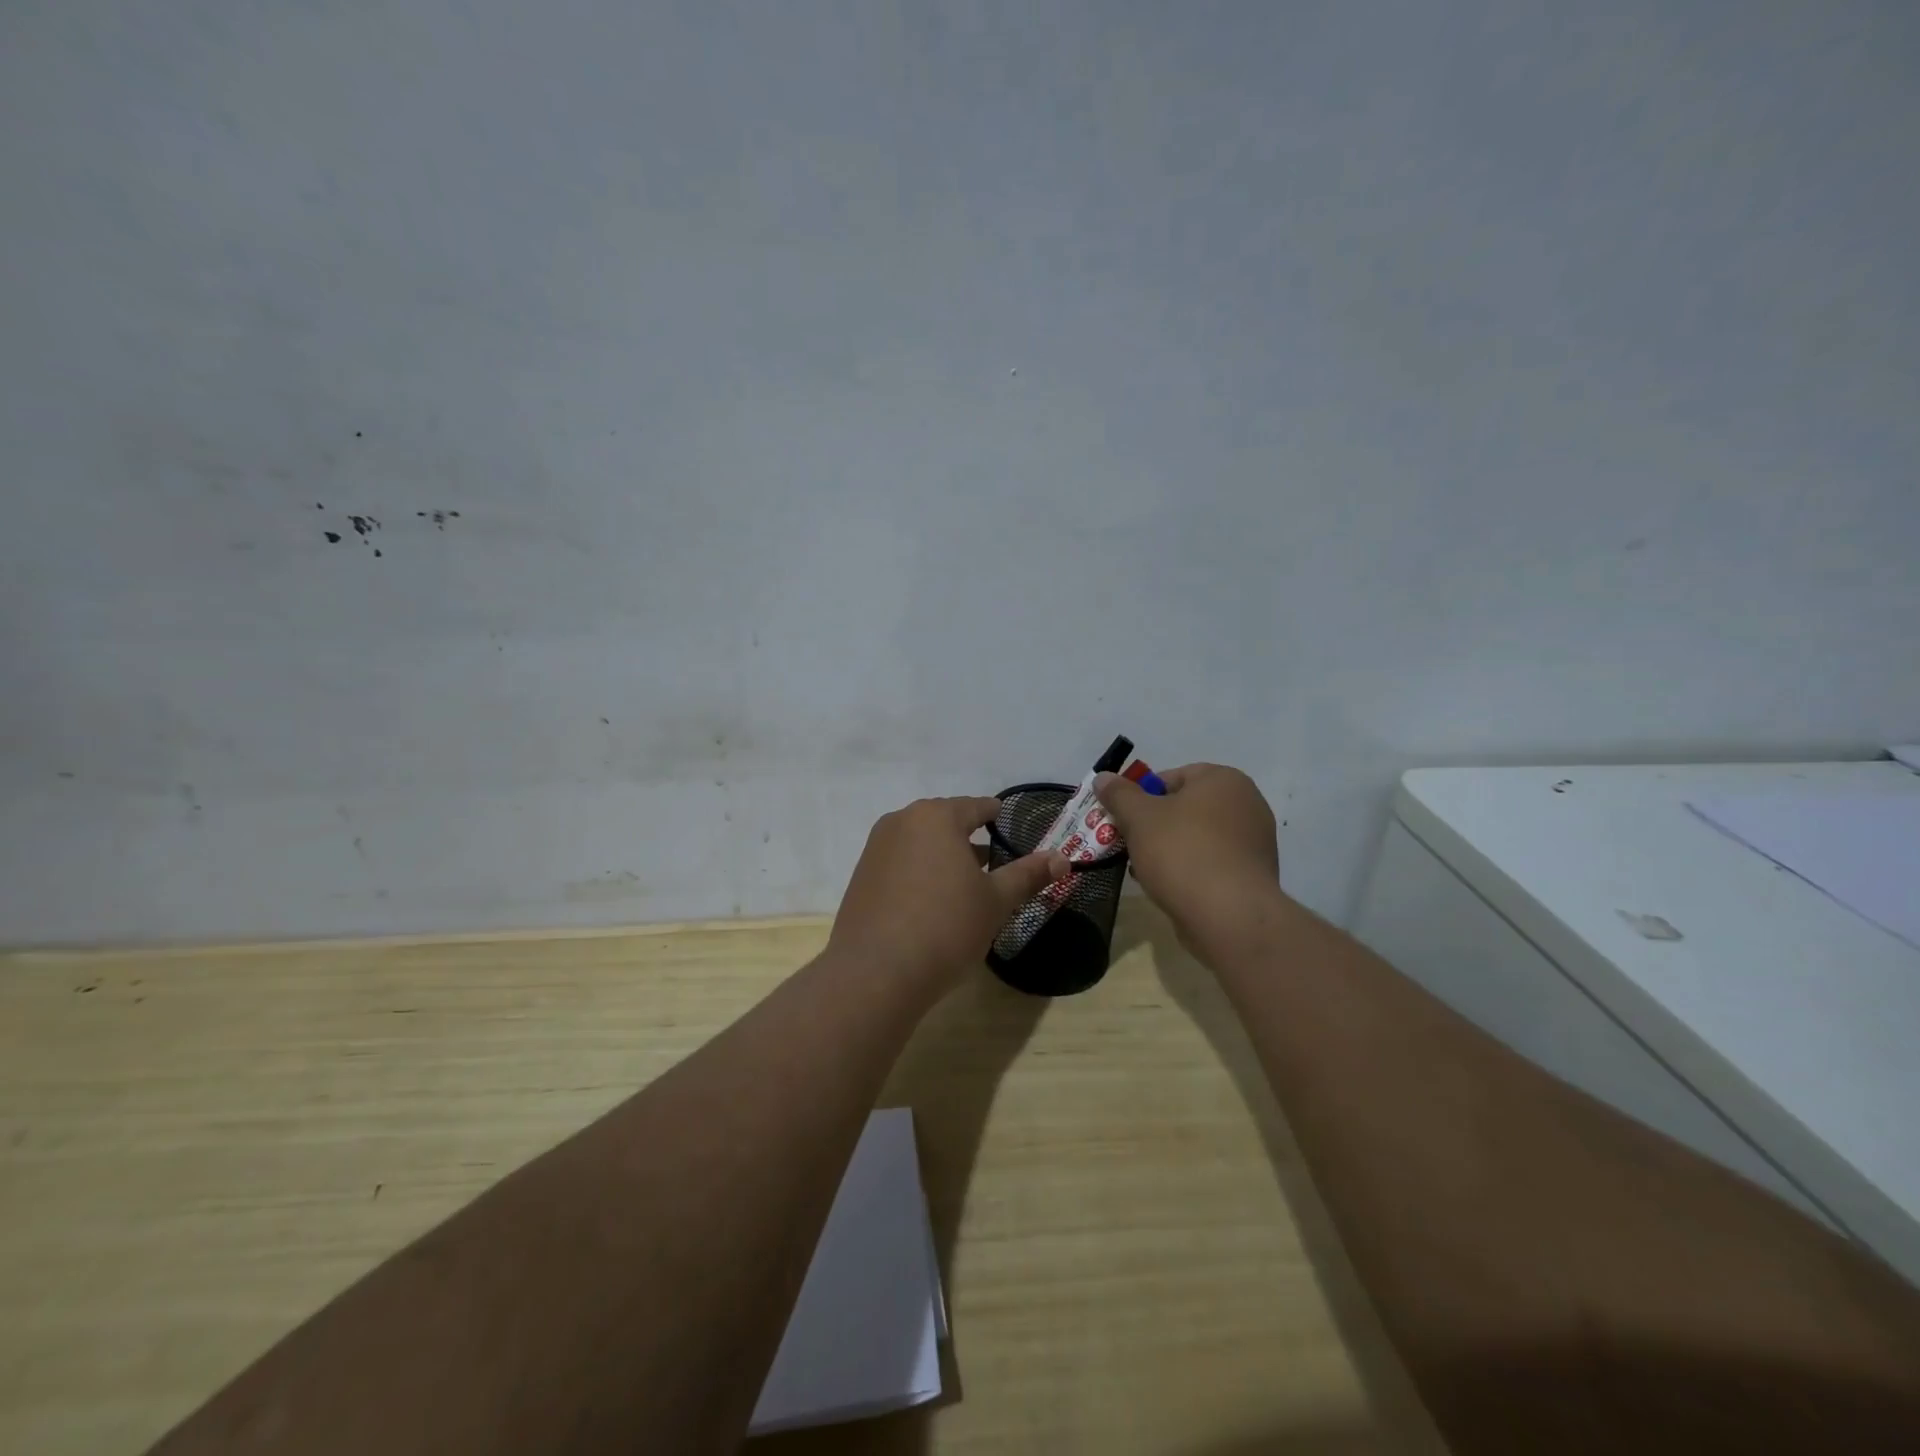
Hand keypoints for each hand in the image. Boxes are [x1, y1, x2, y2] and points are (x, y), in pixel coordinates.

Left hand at [830, 797, 1070, 990]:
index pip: (976, 806)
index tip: (1010, 828)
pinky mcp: (861, 877)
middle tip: (994, 863)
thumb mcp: (995, 902)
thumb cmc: (945, 927)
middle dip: (970, 840)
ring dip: (943, 857)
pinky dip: (919, 873)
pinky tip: (932, 903)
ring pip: (920, 843)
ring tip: (966, 885)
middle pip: (945, 822)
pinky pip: (900, 863)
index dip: (997, 817)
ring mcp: (876, 848)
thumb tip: (1062, 858)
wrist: (875, 973)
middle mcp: (901, 821)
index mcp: (936, 816)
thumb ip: (1028, 875)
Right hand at [1093, 764, 1283, 955]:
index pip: (1171, 777)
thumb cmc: (1182, 852)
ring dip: (1170, 850)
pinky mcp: (1254, 875)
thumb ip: (1118, 794)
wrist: (1229, 915)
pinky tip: (1171, 888)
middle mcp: (1247, 803)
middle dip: (1154, 826)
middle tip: (1130, 845)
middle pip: (1185, 808)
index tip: (1123, 820)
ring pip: (1197, 837)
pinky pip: (1213, 863)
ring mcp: (1255, 841)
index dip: (1140, 797)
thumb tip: (1103, 778)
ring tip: (1145, 871)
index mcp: (1223, 780)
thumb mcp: (1138, 817)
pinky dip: (1191, 870)